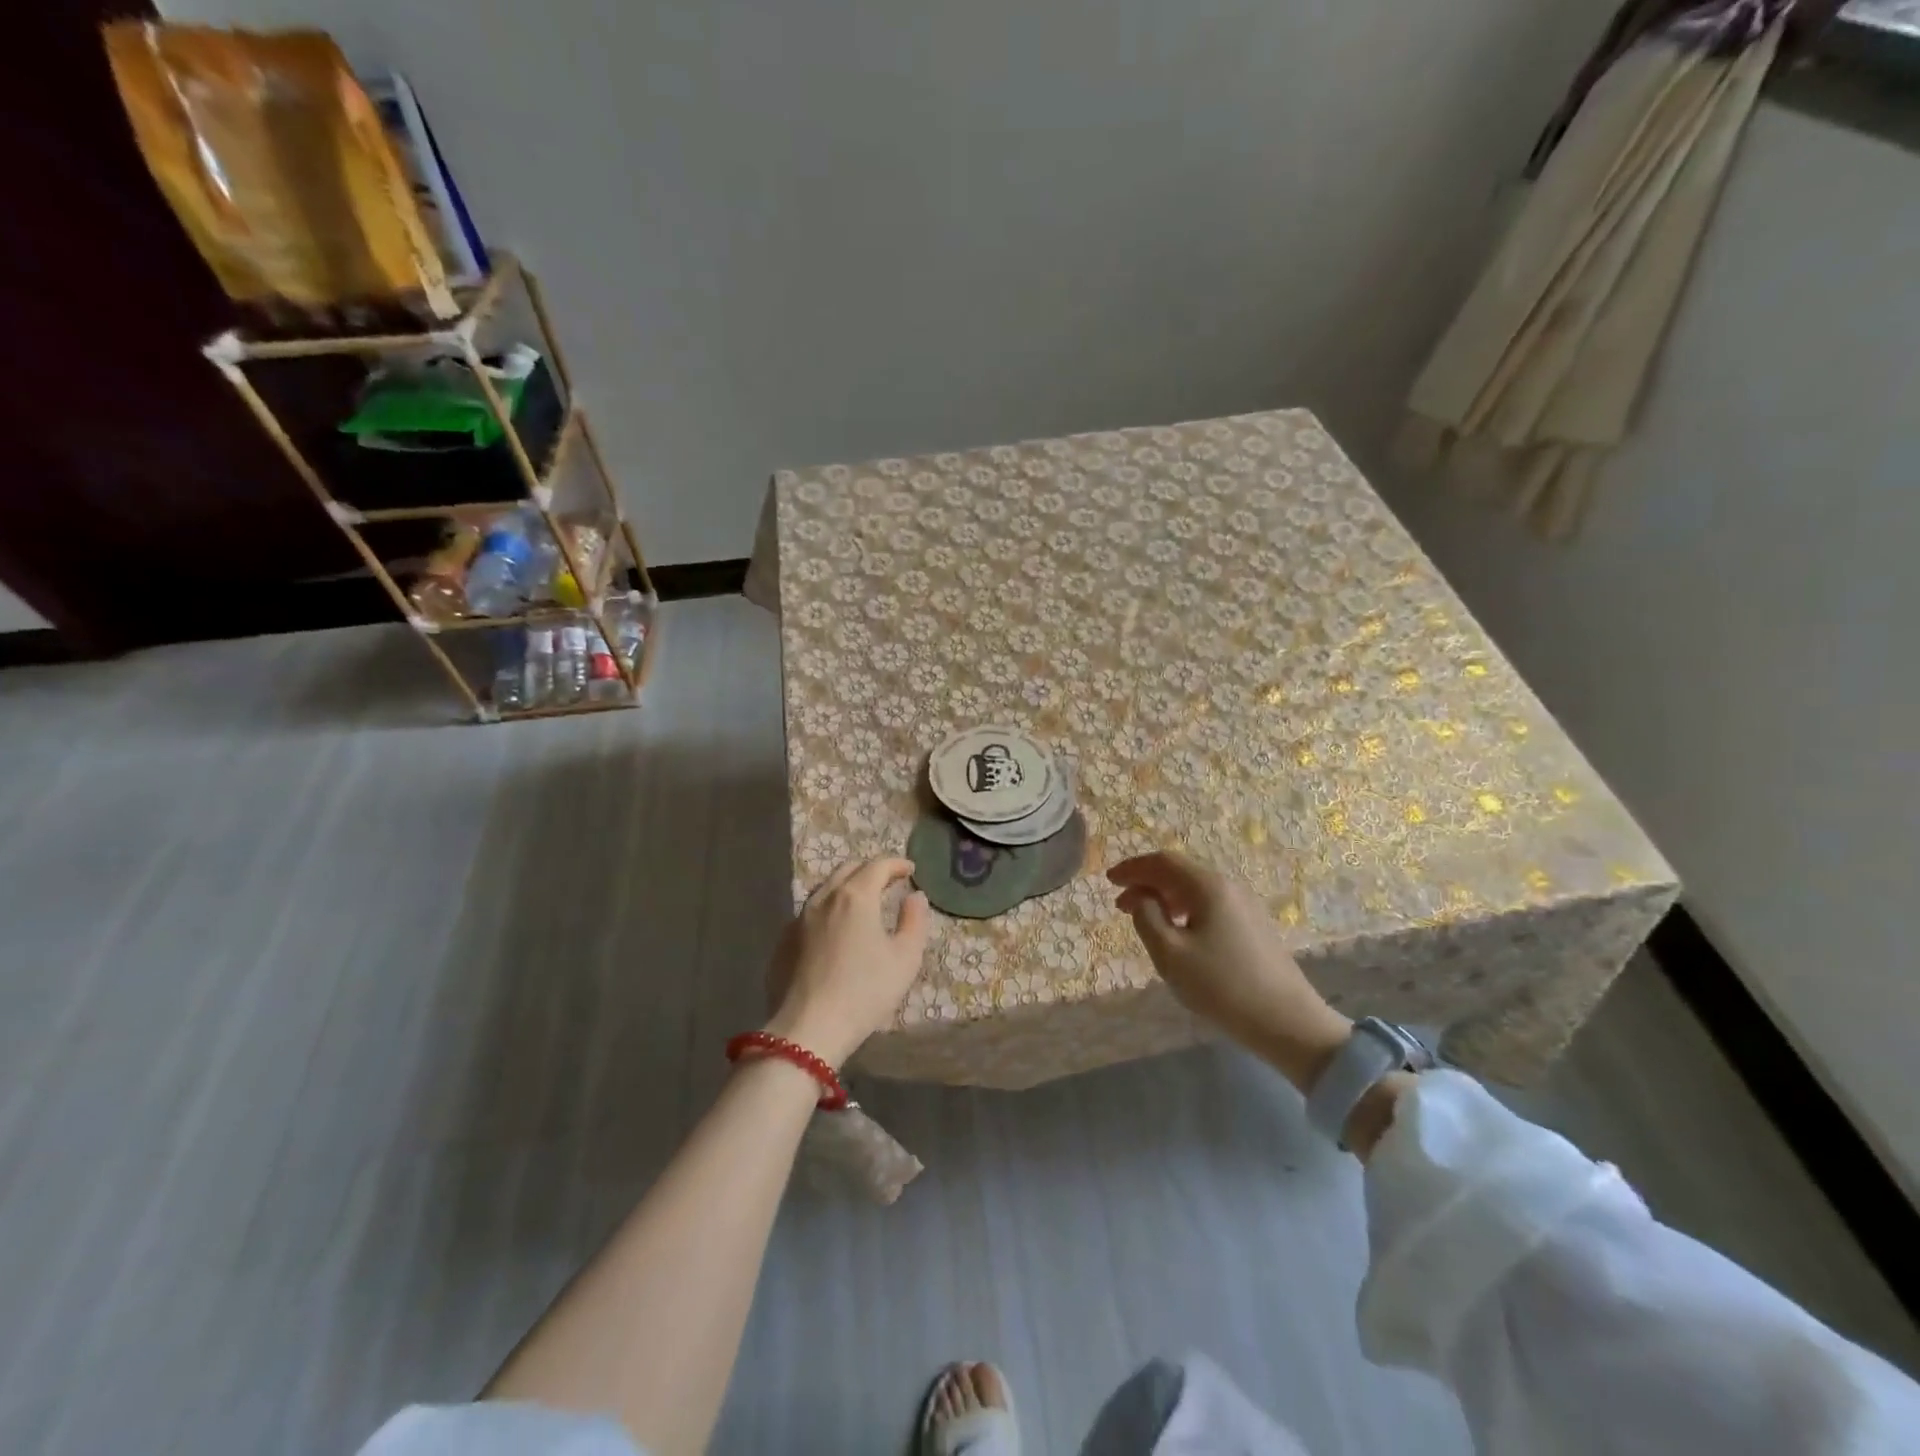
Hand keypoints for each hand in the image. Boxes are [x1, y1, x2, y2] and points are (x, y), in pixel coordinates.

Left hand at [763, 857, 931, 1067]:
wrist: (808, 1029)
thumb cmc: (865, 992)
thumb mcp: (905, 958)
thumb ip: (914, 921)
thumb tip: (915, 896)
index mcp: (855, 897)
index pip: (878, 865)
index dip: (896, 864)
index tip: (910, 870)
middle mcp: (824, 898)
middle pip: (848, 869)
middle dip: (870, 870)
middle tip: (888, 882)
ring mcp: (799, 919)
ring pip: (826, 889)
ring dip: (847, 887)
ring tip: (862, 903)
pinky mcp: (784, 941)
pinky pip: (810, 913)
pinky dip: (828, 910)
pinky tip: (834, 930)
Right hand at [1108, 850, 1350, 1089]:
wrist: (1288, 1022)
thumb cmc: (1222, 986)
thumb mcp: (1170, 954)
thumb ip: (1147, 918)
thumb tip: (1144, 898)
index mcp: (1208, 887)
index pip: (1163, 862)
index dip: (1133, 868)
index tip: (1109, 880)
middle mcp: (1229, 887)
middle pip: (1180, 873)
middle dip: (1146, 883)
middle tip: (1120, 905)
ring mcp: (1245, 906)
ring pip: (1195, 890)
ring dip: (1165, 898)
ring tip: (1145, 919)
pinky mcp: (1253, 926)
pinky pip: (1210, 905)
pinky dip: (1184, 909)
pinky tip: (1177, 932)